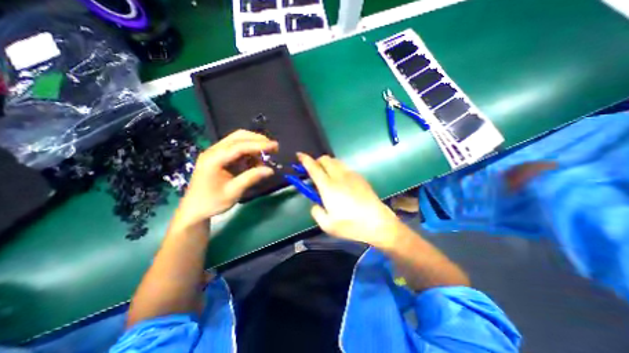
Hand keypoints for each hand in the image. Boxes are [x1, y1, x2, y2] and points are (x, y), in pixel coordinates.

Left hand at [176, 131, 275, 223]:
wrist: (194, 209)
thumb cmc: (212, 202)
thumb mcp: (233, 192)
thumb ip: (251, 178)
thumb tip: (270, 170)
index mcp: (214, 159)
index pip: (239, 146)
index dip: (258, 145)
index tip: (274, 146)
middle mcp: (213, 151)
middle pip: (238, 137)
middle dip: (257, 140)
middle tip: (273, 147)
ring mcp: (215, 152)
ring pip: (237, 140)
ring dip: (253, 144)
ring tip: (266, 156)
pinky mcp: (218, 156)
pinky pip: (236, 148)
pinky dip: (248, 152)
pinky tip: (255, 161)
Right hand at [298, 153, 399, 248]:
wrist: (378, 223)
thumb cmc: (351, 225)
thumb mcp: (327, 225)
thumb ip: (316, 211)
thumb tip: (316, 203)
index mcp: (328, 187)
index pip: (313, 168)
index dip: (305, 160)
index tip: (299, 155)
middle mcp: (339, 176)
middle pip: (325, 159)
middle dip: (317, 161)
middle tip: (314, 171)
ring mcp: (351, 175)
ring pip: (336, 161)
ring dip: (328, 164)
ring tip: (327, 175)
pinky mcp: (360, 177)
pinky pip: (345, 167)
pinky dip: (338, 169)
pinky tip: (341, 181)